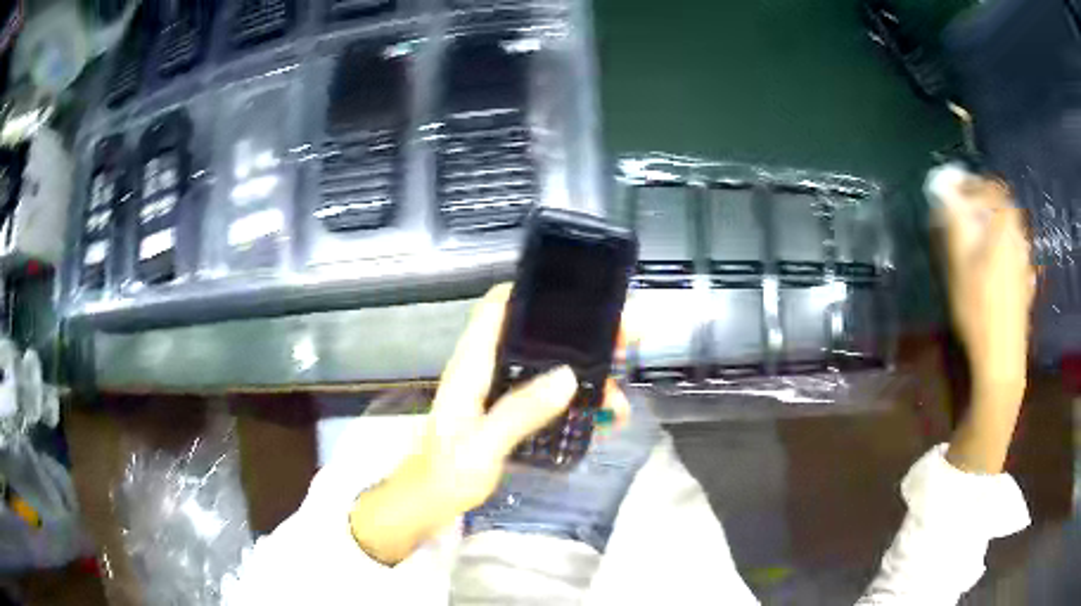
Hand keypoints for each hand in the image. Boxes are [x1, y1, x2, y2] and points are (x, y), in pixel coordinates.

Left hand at [349, 284, 630, 563]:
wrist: (429, 503)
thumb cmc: (447, 473)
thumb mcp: (483, 445)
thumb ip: (520, 411)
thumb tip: (569, 376)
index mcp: (473, 364)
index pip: (497, 307)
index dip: (534, 293)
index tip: (580, 298)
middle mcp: (487, 369)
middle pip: (536, 336)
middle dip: (580, 337)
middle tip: (623, 344)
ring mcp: (499, 391)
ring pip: (548, 368)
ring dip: (585, 376)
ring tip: (619, 399)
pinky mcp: (509, 413)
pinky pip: (548, 396)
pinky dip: (576, 402)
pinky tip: (602, 419)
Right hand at [936, 176, 1034, 389]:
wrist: (1002, 361)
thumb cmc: (979, 310)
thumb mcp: (960, 263)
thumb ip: (954, 220)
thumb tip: (943, 183)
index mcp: (1005, 227)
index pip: (992, 188)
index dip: (973, 185)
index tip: (955, 192)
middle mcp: (1019, 239)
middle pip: (1003, 208)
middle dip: (983, 205)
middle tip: (964, 216)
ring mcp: (1025, 264)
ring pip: (1010, 231)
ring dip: (993, 227)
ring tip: (976, 242)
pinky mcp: (1025, 285)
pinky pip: (1014, 253)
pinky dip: (1002, 249)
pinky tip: (991, 266)